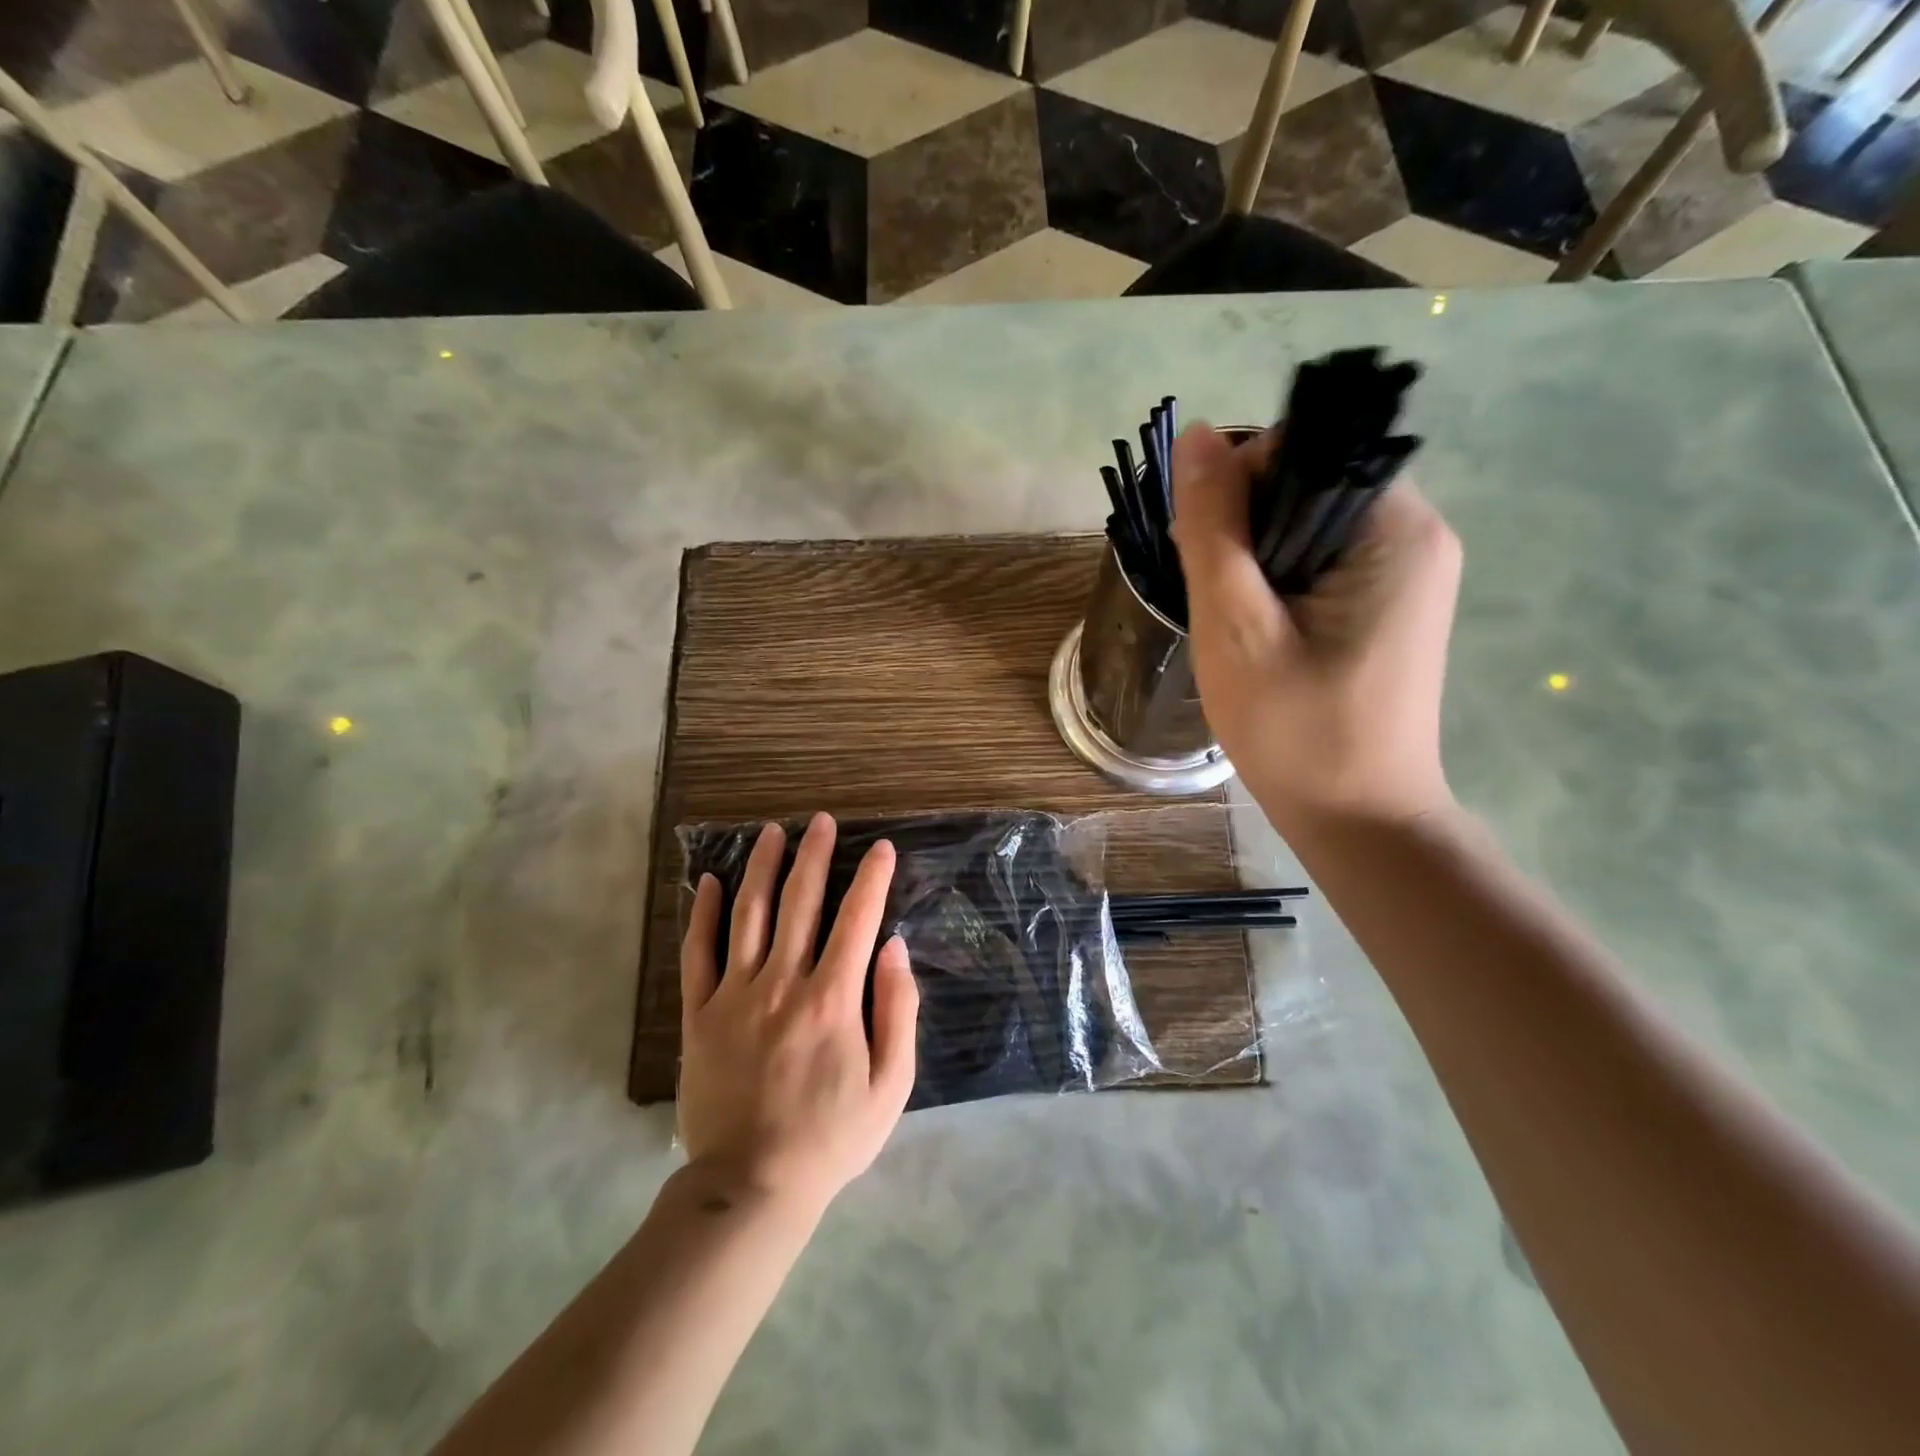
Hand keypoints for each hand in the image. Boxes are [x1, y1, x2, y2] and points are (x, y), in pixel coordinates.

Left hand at [678, 813, 918, 1213]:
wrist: (751, 1186)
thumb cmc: (831, 1137)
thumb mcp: (891, 1085)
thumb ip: (897, 1011)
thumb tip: (894, 948)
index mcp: (832, 998)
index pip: (857, 919)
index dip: (871, 878)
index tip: (881, 848)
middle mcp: (783, 982)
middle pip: (800, 902)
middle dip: (814, 855)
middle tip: (821, 821)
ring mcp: (735, 995)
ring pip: (749, 915)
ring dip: (762, 868)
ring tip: (772, 832)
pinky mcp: (699, 1015)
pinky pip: (697, 954)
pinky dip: (704, 914)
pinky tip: (711, 882)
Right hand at [1170, 422, 1462, 830]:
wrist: (1358, 820)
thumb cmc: (1295, 730)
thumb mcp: (1236, 626)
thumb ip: (1214, 527)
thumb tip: (1195, 436)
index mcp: (1395, 528)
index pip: (1306, 448)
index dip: (1240, 482)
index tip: (1206, 550)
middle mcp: (1417, 534)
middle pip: (1309, 482)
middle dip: (1245, 523)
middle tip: (1213, 594)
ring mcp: (1409, 572)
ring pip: (1310, 523)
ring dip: (1256, 555)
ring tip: (1231, 617)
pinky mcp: (1392, 604)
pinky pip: (1324, 560)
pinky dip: (1279, 579)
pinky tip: (1258, 628)